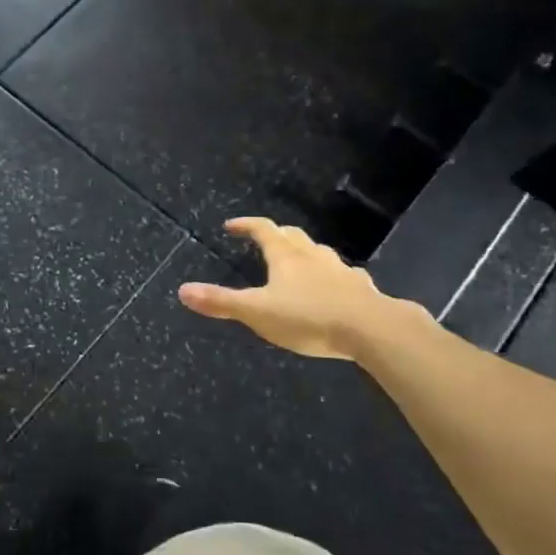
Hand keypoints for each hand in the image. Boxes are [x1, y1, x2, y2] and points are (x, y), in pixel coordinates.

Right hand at [177, 217, 414, 360]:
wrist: (373, 329)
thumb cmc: (309, 317)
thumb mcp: (257, 312)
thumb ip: (221, 302)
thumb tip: (182, 290)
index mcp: (286, 257)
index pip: (263, 230)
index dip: (246, 225)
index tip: (231, 226)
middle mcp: (313, 256)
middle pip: (292, 236)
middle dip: (275, 234)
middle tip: (263, 239)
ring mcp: (340, 271)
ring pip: (319, 253)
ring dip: (304, 252)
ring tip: (297, 262)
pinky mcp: (361, 289)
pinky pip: (343, 275)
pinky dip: (332, 276)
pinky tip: (335, 288)